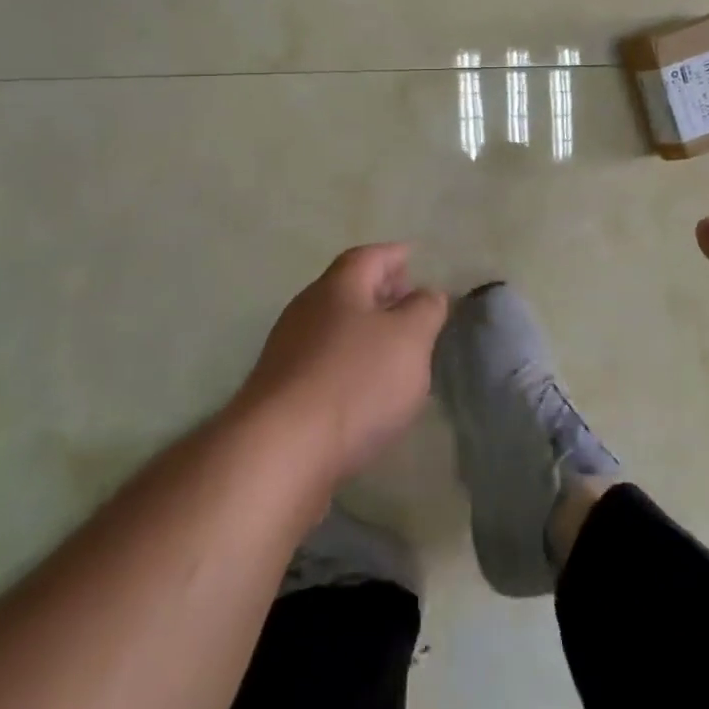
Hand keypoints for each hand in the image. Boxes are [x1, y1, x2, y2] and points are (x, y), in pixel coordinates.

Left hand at [237, 243, 449, 482]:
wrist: (280, 452)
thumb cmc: (355, 381)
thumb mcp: (410, 338)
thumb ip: (425, 309)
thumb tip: (427, 293)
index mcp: (337, 287)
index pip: (368, 256)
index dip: (393, 255)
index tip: (414, 257)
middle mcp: (307, 310)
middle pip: (347, 289)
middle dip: (380, 292)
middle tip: (409, 302)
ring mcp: (288, 352)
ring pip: (334, 328)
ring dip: (364, 331)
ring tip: (395, 349)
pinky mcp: (281, 393)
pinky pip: (323, 363)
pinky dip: (348, 363)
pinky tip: (365, 388)